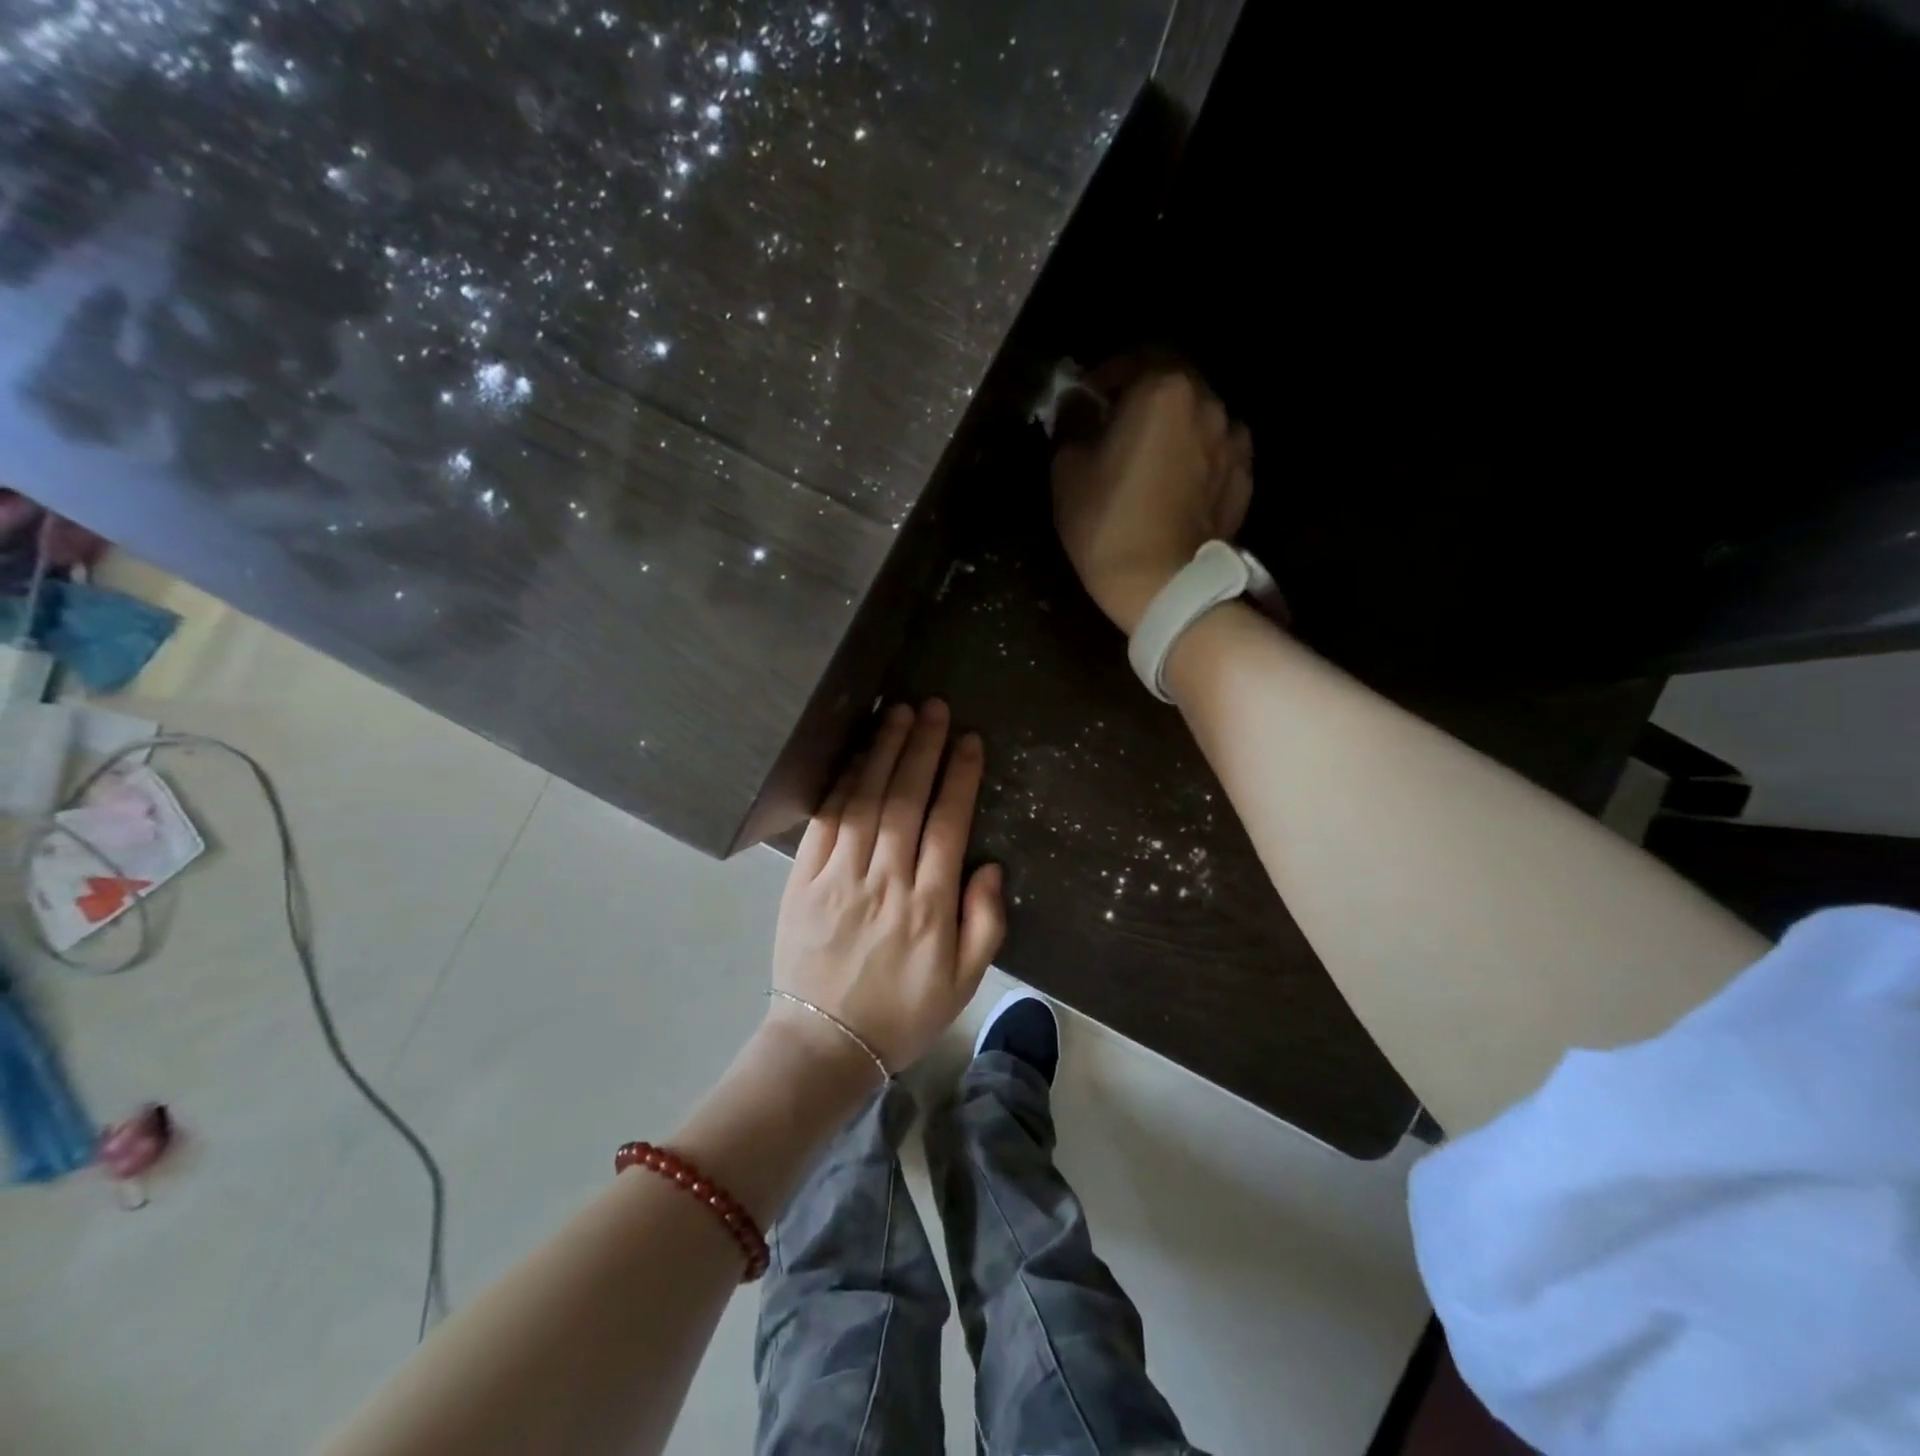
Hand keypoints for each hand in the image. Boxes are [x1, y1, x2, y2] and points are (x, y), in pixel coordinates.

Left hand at [770, 700, 1005, 1074]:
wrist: (825, 1044)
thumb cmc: (902, 1012)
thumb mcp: (964, 982)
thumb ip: (985, 922)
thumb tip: (989, 865)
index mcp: (930, 906)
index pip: (949, 824)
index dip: (960, 776)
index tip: (969, 740)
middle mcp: (886, 882)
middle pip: (906, 800)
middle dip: (923, 748)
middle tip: (934, 708)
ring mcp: (840, 878)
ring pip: (866, 801)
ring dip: (884, 753)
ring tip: (898, 714)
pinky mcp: (803, 881)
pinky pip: (826, 822)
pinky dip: (843, 784)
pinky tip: (857, 756)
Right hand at [1051, 363, 1253, 634]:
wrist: (1162, 586)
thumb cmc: (1107, 523)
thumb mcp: (1067, 470)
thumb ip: (1073, 424)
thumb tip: (1080, 408)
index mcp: (1163, 390)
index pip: (1133, 360)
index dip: (1105, 379)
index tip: (1086, 404)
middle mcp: (1208, 402)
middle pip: (1172, 384)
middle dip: (1143, 399)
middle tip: (1116, 430)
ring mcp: (1234, 442)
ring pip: (1198, 418)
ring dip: (1173, 428)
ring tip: (1150, 460)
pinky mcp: (1244, 479)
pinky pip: (1215, 453)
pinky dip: (1196, 458)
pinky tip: (1176, 486)